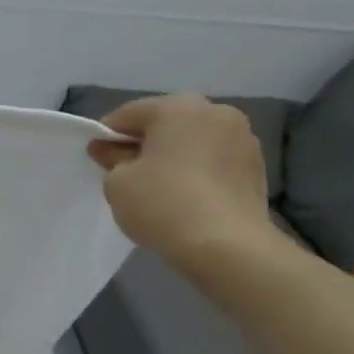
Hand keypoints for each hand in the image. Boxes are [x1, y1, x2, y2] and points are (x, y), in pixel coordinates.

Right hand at [87, 95, 274, 277]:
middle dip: (144, 143)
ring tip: (159, 188)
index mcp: (177, 107)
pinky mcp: (256, 167)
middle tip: (126, 173)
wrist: (227, 246)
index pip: (128, 114)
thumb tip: (110, 150)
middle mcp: (214, 111)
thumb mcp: (118, 183)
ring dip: (174, 156)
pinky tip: (186, 197)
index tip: (97, 159)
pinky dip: (197, 171)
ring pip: (193, 141)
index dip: (106, 136)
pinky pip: (214, 160)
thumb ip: (111, 160)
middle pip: (165, 123)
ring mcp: (242, 138)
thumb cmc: (163, 204)